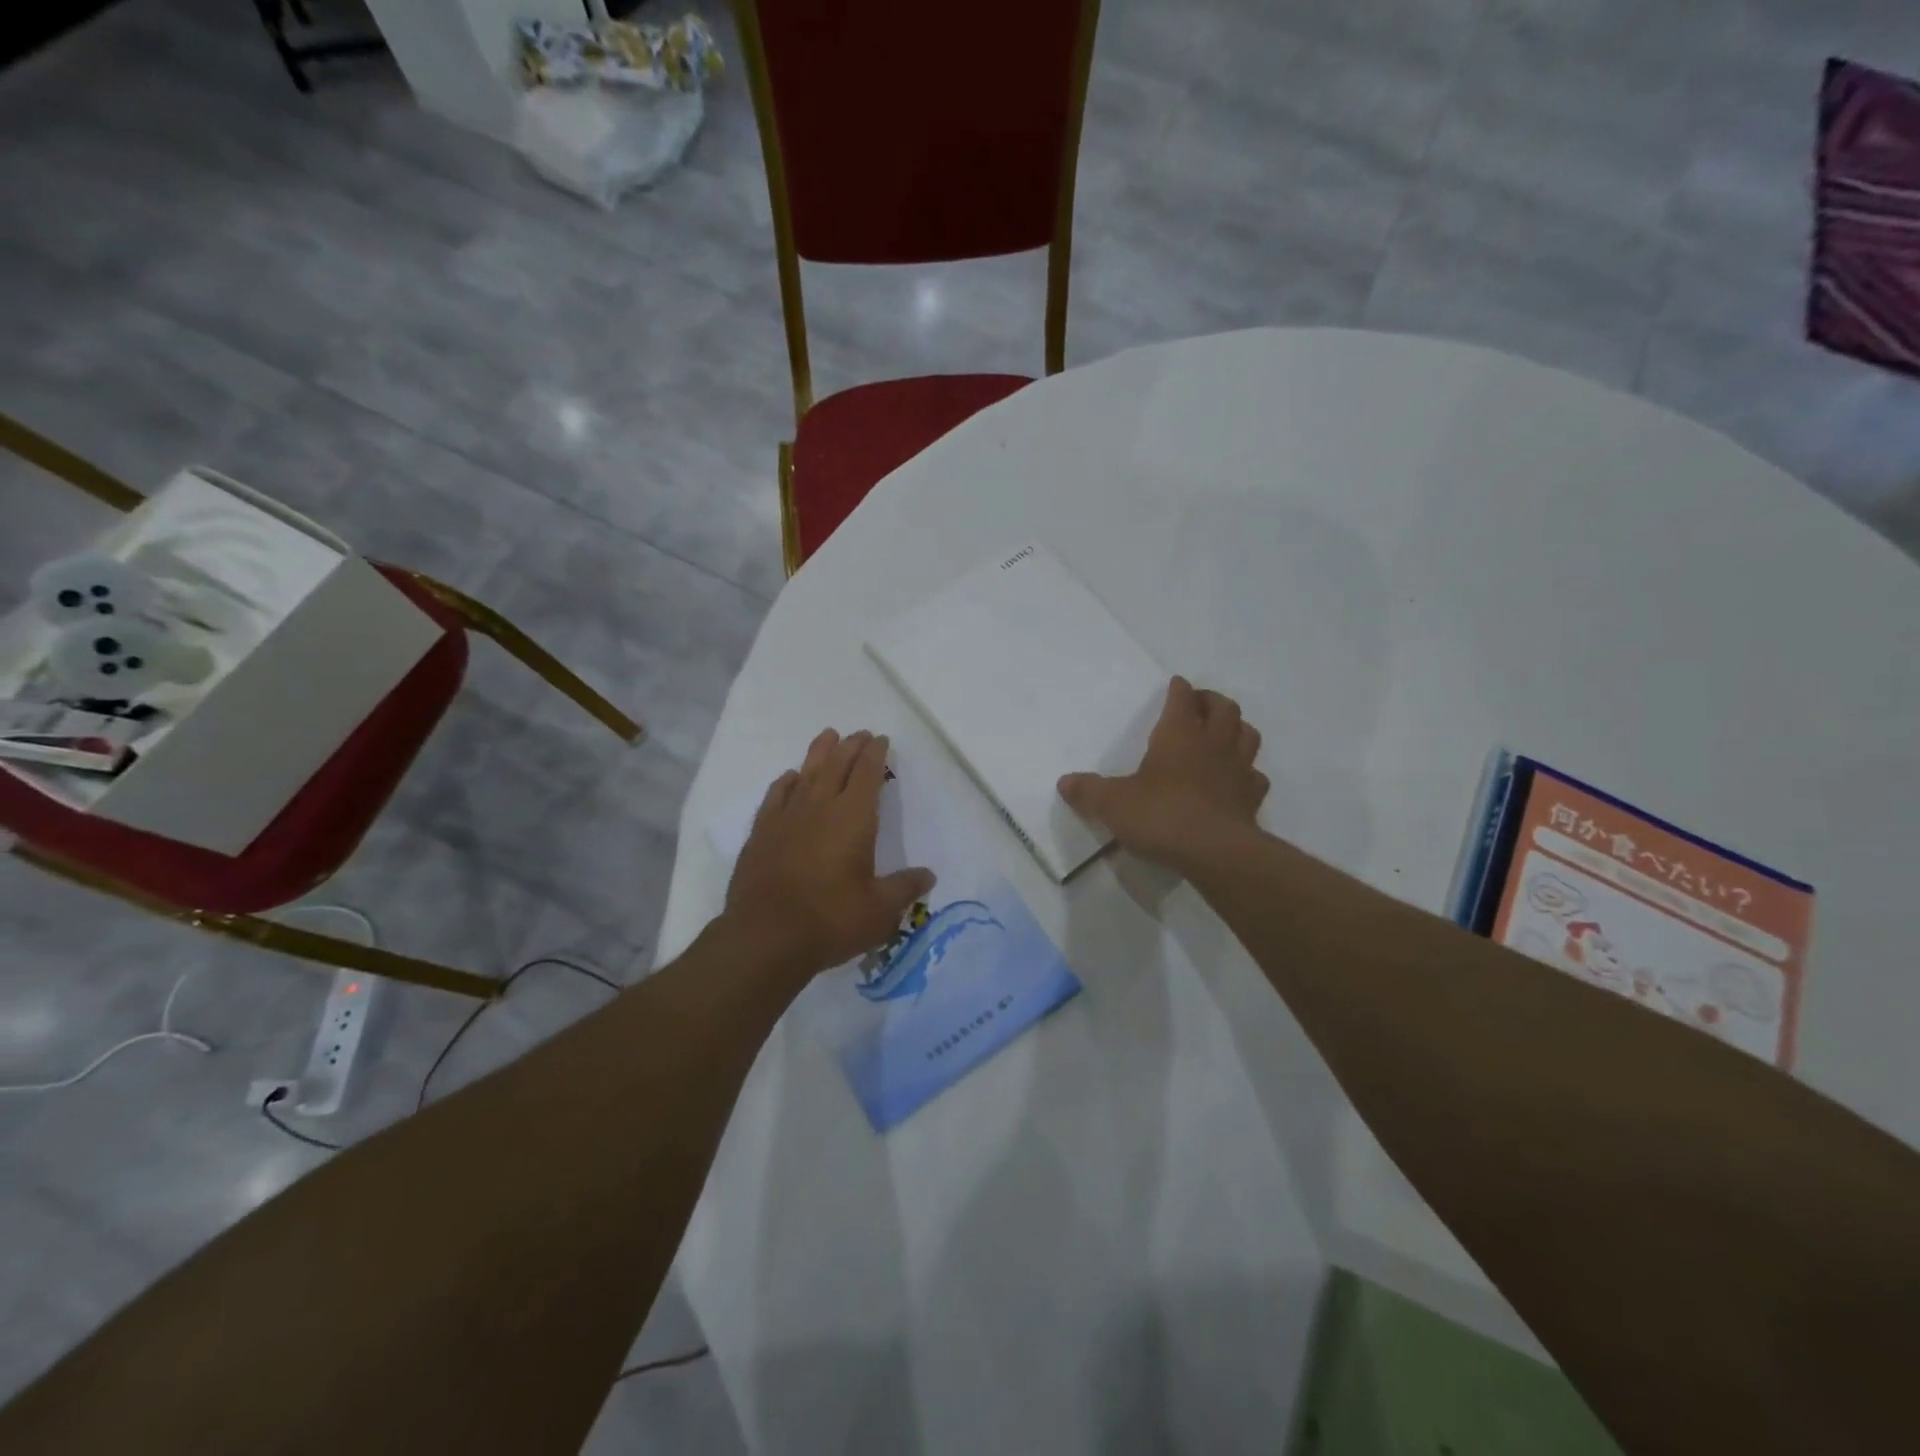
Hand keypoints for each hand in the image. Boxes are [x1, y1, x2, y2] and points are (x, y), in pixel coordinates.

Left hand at [724, 729, 935, 980]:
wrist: (766, 938)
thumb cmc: (831, 920)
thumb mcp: (879, 910)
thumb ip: (904, 888)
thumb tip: (928, 876)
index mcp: (852, 819)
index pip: (867, 775)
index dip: (875, 754)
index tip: (881, 739)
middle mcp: (819, 808)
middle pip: (836, 766)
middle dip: (850, 746)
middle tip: (859, 734)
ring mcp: (786, 819)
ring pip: (805, 774)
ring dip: (819, 753)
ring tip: (827, 736)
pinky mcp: (761, 835)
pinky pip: (775, 797)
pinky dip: (786, 782)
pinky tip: (789, 778)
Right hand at [1058, 676, 1268, 872]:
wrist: (1214, 852)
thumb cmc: (1161, 815)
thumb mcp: (1112, 804)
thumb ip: (1088, 791)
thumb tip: (1064, 783)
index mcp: (1178, 734)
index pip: (1182, 699)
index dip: (1179, 689)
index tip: (1176, 684)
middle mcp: (1213, 744)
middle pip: (1224, 708)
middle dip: (1211, 701)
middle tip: (1199, 704)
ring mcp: (1238, 770)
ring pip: (1247, 735)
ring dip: (1237, 728)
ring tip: (1224, 733)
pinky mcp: (1252, 799)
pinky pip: (1255, 776)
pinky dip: (1248, 772)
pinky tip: (1237, 780)